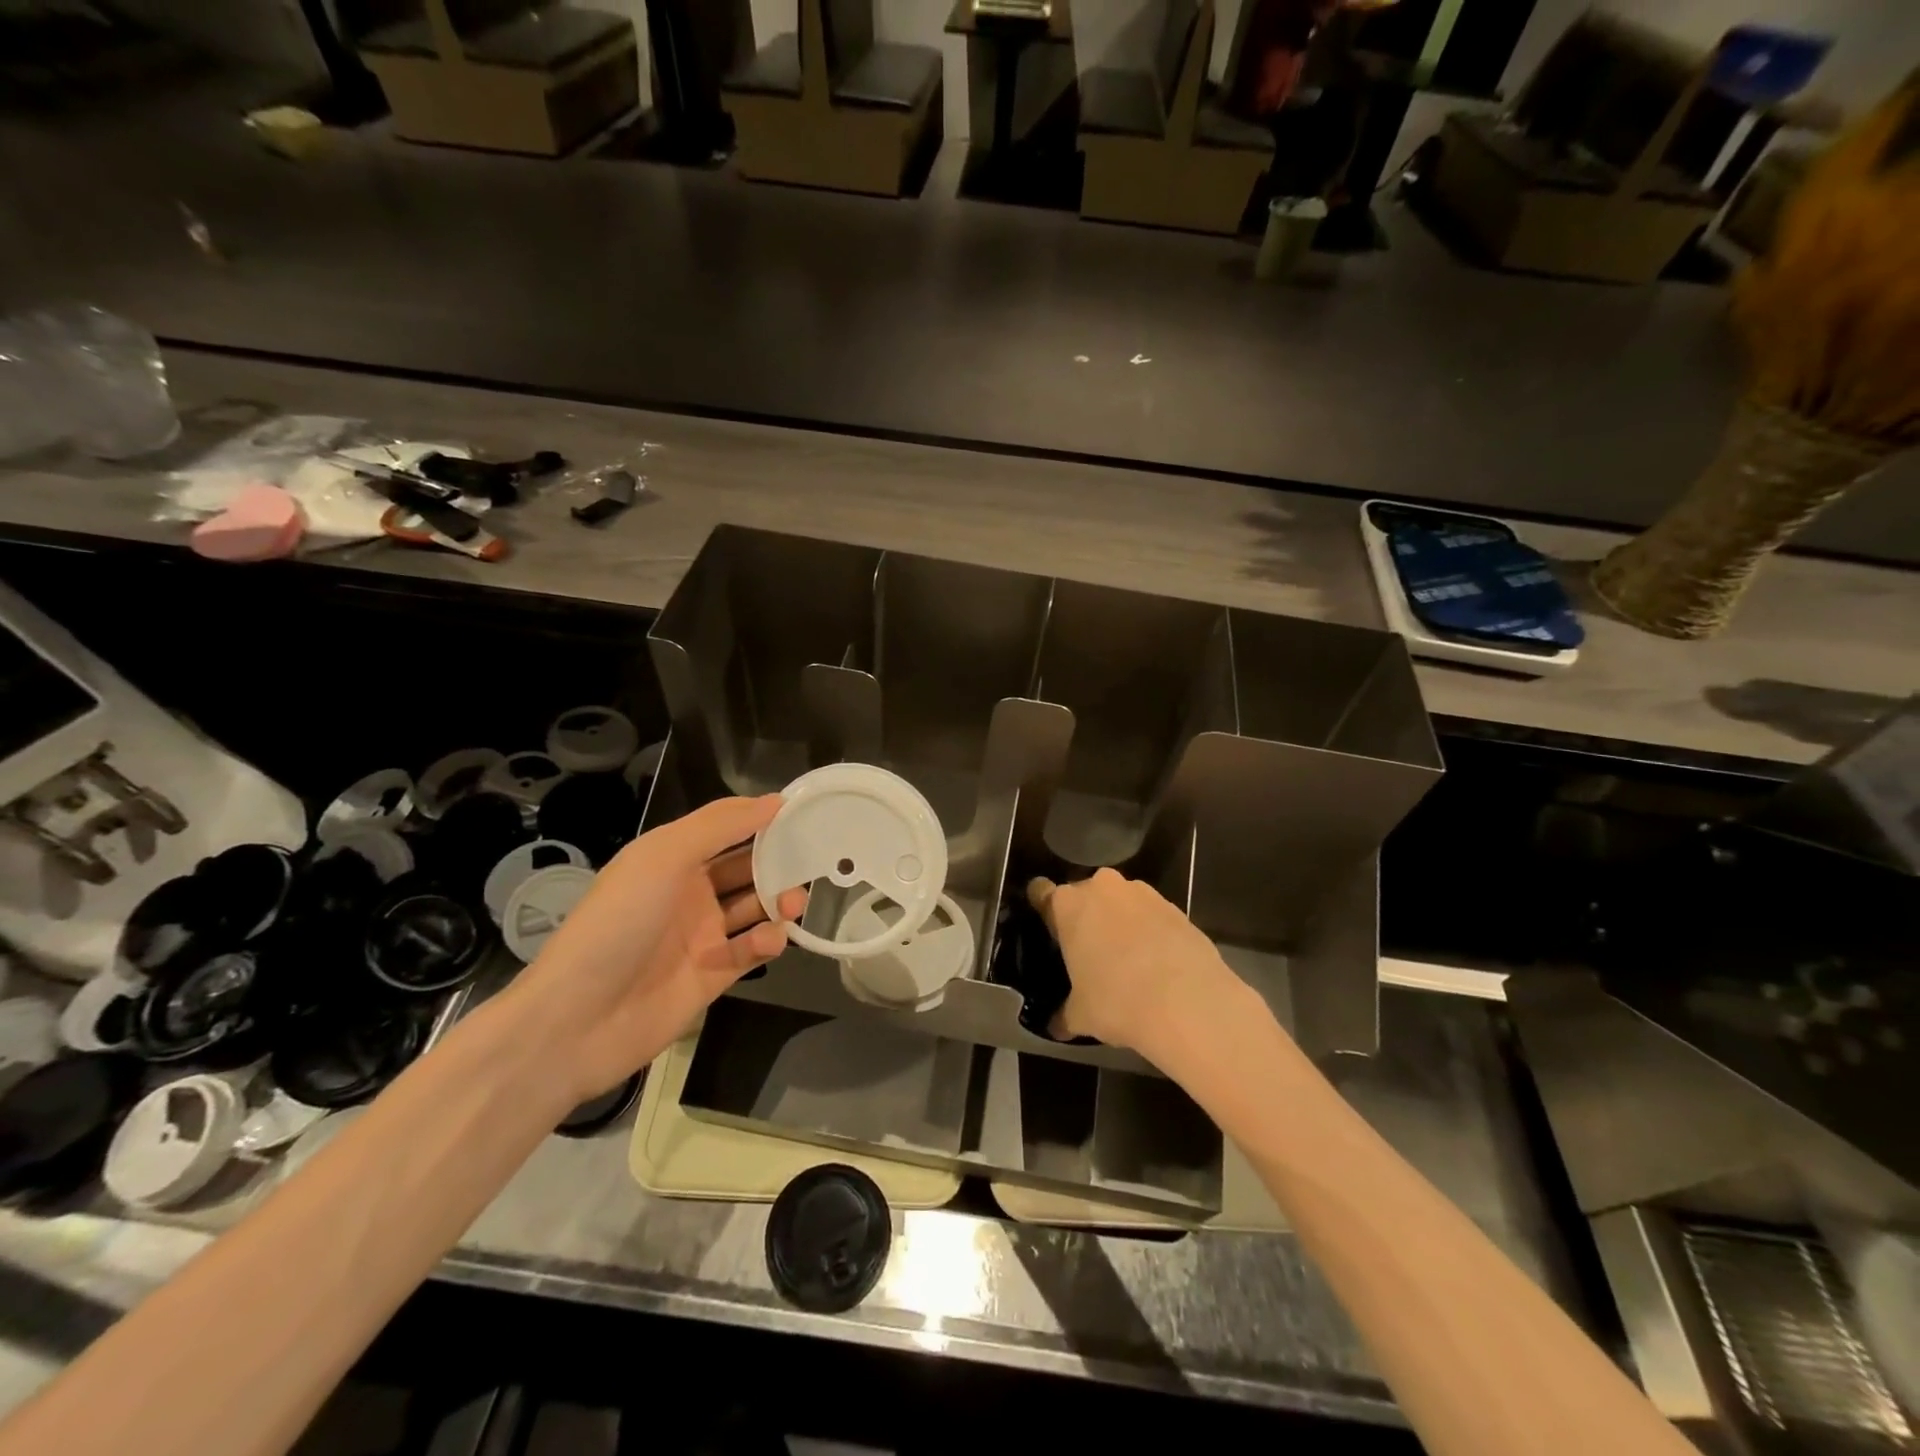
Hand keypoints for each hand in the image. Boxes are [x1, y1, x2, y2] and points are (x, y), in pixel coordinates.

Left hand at [507, 796, 804, 1101]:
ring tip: (794, 904)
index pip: (726, 830)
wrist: (575, 1021)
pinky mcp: (713, 976)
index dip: (761, 820)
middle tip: (812, 863)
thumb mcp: (662, 857)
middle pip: (747, 869)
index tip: (803, 814)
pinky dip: (767, 942)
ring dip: (779, 902)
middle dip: (779, 863)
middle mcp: (689, 892)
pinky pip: (751, 950)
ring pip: (755, 909)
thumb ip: (720, 826)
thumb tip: (774, 802)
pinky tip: (771, 941)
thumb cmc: (618, 923)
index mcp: (672, 859)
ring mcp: (701, 936)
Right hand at [1027, 868, 1246, 1057]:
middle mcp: (1102, 887)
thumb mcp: (1080, 1014)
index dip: (1043, 910)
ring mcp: (1142, 893)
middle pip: (1084, 895)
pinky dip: (1150, 932)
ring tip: (1127, 962)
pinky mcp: (1175, 906)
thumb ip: (1063, 1015)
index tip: (1049, 932)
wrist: (1188, 1002)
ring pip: (1120, 903)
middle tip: (1088, 954)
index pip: (1040, 892)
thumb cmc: (1117, 1001)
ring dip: (1120, 923)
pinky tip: (1156, 965)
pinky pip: (1151, 915)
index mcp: (1067, 905)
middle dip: (1085, 918)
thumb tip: (1056, 1026)